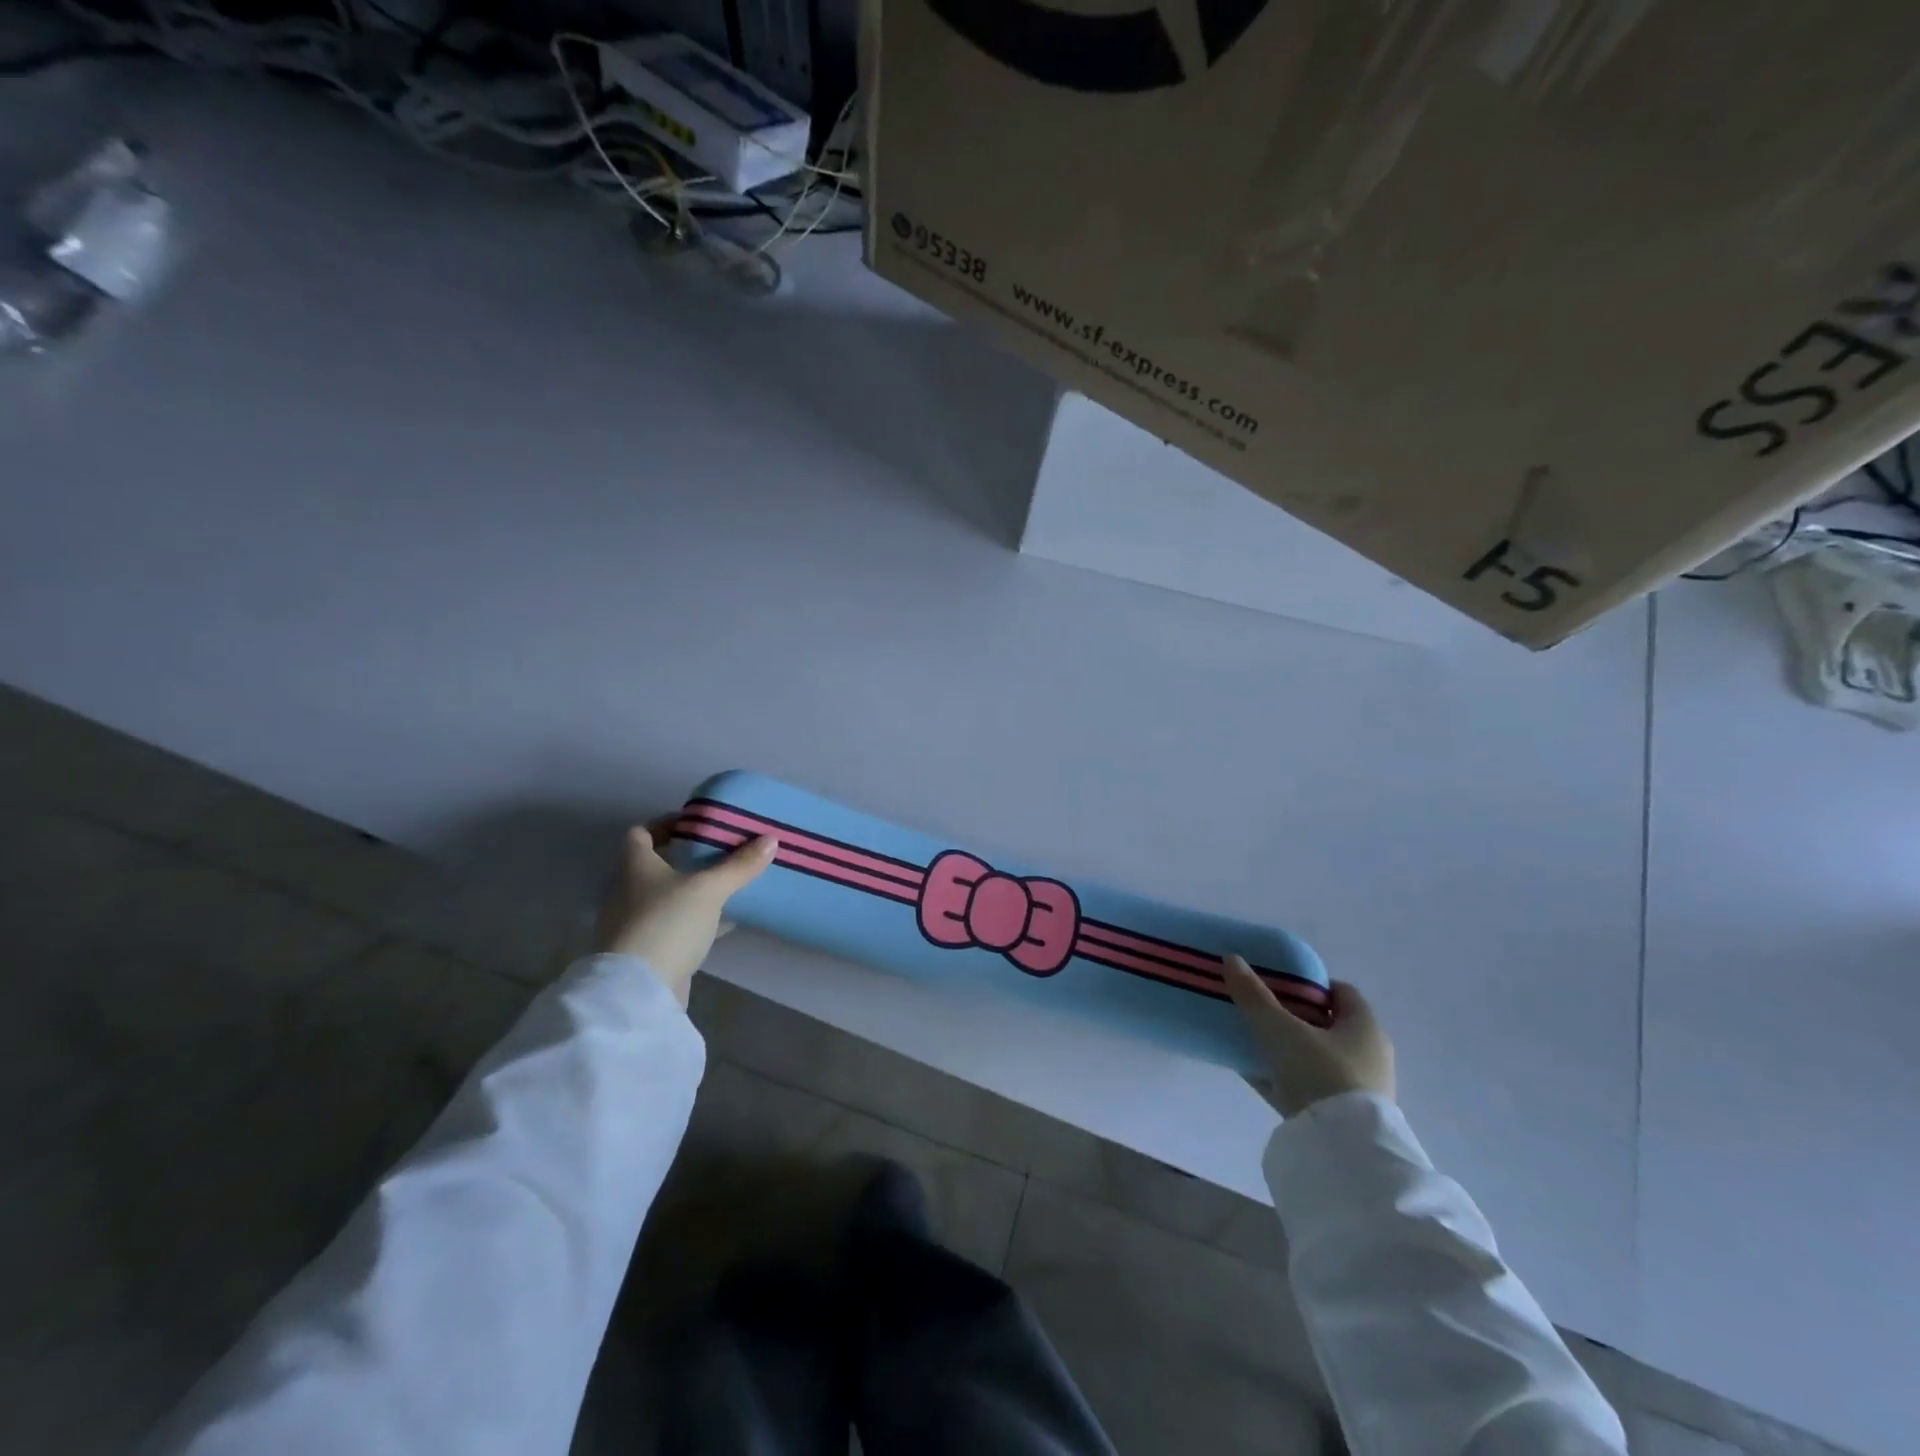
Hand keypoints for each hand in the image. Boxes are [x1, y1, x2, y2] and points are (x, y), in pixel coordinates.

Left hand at [593, 819, 776, 1006]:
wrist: (639, 990)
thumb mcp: (710, 889)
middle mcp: (627, 891)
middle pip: (655, 864)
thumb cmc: (668, 923)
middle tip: (721, 851)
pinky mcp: (647, 951)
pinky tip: (724, 921)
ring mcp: (634, 923)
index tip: (696, 825)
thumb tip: (771, 839)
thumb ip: (740, 865)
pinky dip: (696, 919)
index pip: (640, 833)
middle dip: (687, 857)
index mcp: (634, 866)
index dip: (665, 824)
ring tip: (728, 884)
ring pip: (667, 896)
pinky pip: (674, 925)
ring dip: (693, 890)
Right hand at [1220, 956, 1394, 1117]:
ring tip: (1250, 1038)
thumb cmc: (1320, 1074)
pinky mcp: (1339, 1117)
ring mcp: (1356, 1089)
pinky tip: (1251, 1071)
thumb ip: (1253, 995)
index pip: (1341, 992)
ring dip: (1286, 1047)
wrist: (1341, 1152)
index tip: (1277, 983)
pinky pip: (1306, 1085)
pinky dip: (1283, 1076)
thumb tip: (1230, 957)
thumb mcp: (1280, 1029)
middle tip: (1258, 1008)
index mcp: (1365, 1028)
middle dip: (1292, 1015)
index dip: (1309, 983)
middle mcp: (1368, 1055)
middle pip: (1325, 1024)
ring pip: (1314, 1056)